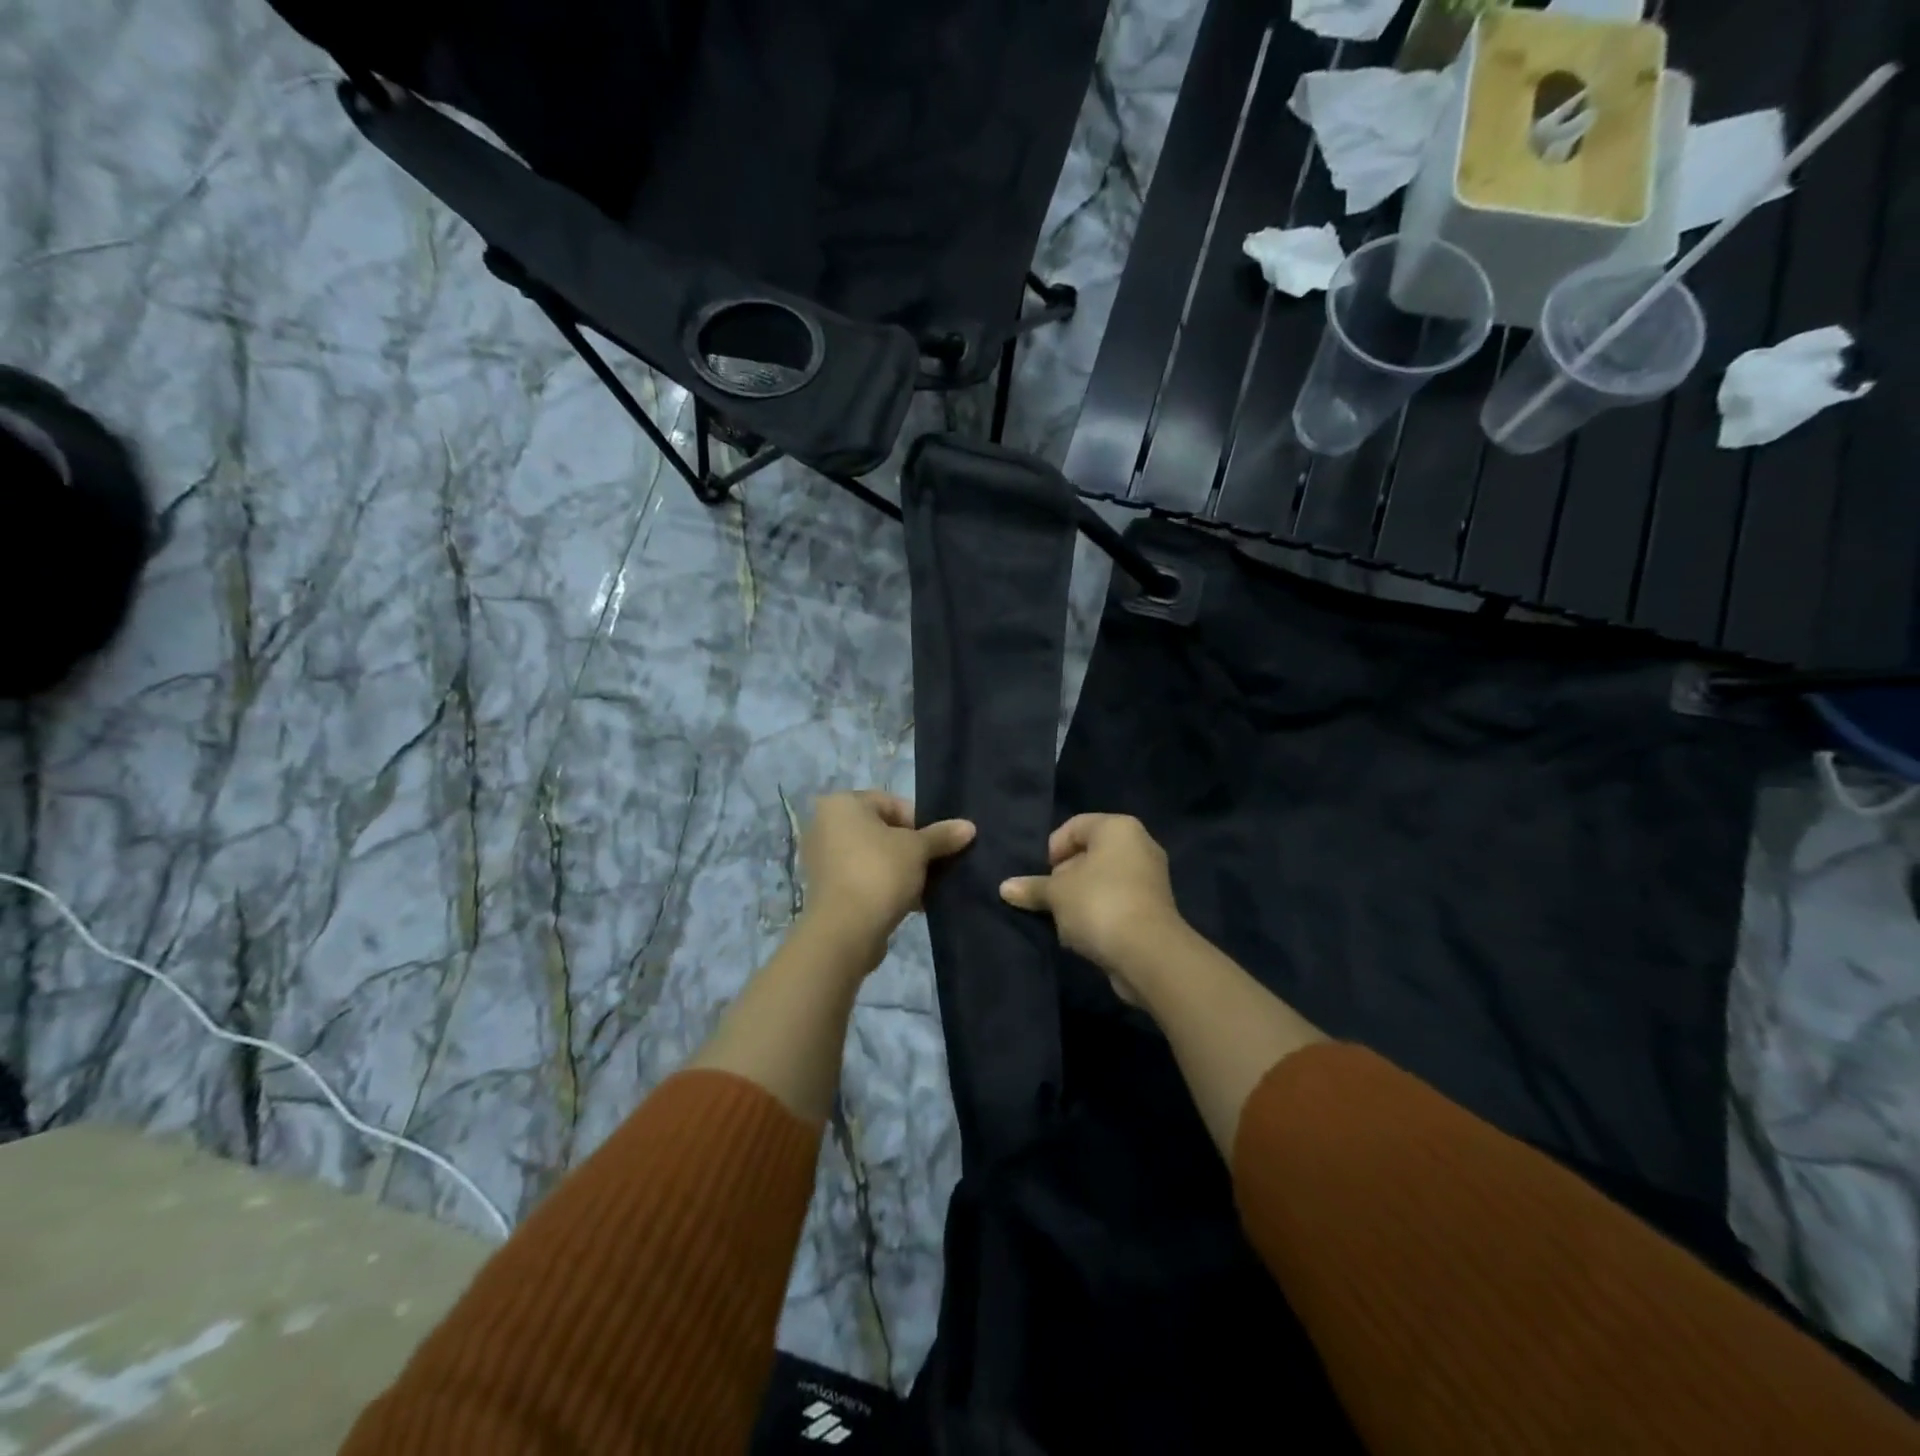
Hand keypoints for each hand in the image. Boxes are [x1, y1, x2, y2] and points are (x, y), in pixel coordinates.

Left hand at [801, 791, 974, 962]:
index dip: (920, 821)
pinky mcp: (827, 890)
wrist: (845, 931)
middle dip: (912, 848)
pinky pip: (864, 878)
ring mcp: (822, 860)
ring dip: (902, 869)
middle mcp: (825, 826)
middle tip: (935, 865)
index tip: (937, 843)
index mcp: (841, 805)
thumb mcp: (918, 849)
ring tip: (927, 886)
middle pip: (882, 830)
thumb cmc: (879, 873)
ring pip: (874, 857)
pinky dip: (886, 886)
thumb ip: (942, 835)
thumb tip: (969, 827)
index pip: (891, 803)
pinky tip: (912, 903)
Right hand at [999, 814, 1186, 1001]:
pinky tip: (1085, 935)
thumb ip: (1032, 887)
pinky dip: (1099, 914)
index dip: (1053, 849)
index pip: (1075, 825)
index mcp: (1118, 828)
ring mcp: (1151, 878)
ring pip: (1102, 880)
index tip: (1044, 876)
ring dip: (1080, 899)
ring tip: (1066, 921)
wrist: (1148, 954)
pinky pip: (1117, 901)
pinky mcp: (1154, 908)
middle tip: (1051, 899)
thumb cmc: (1098, 904)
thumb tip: (1005, 888)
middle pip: (1089, 853)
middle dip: (1065, 876)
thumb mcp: (1056, 893)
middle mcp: (1140, 845)